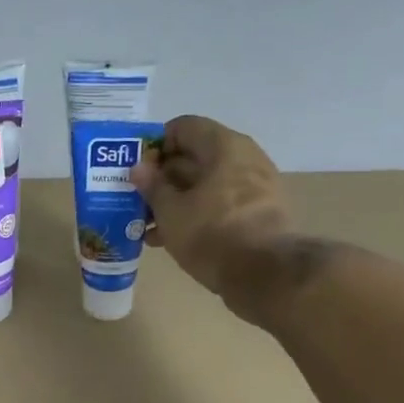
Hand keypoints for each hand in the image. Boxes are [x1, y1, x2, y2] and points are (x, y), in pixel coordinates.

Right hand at [130, 115, 291, 298]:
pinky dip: (195, 214)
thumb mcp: (171, 211)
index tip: (137, 170)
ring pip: (205, 184)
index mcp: (224, 146)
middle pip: (194, 156)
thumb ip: (152, 186)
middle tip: (136, 199)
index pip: (183, 127)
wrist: (267, 275)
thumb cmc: (213, 234)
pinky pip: (218, 203)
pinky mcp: (258, 213)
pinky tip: (170, 238)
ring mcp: (255, 186)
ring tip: (147, 225)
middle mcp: (244, 158)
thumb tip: (139, 168)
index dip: (155, 145)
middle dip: (162, 177)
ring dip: (175, 200)